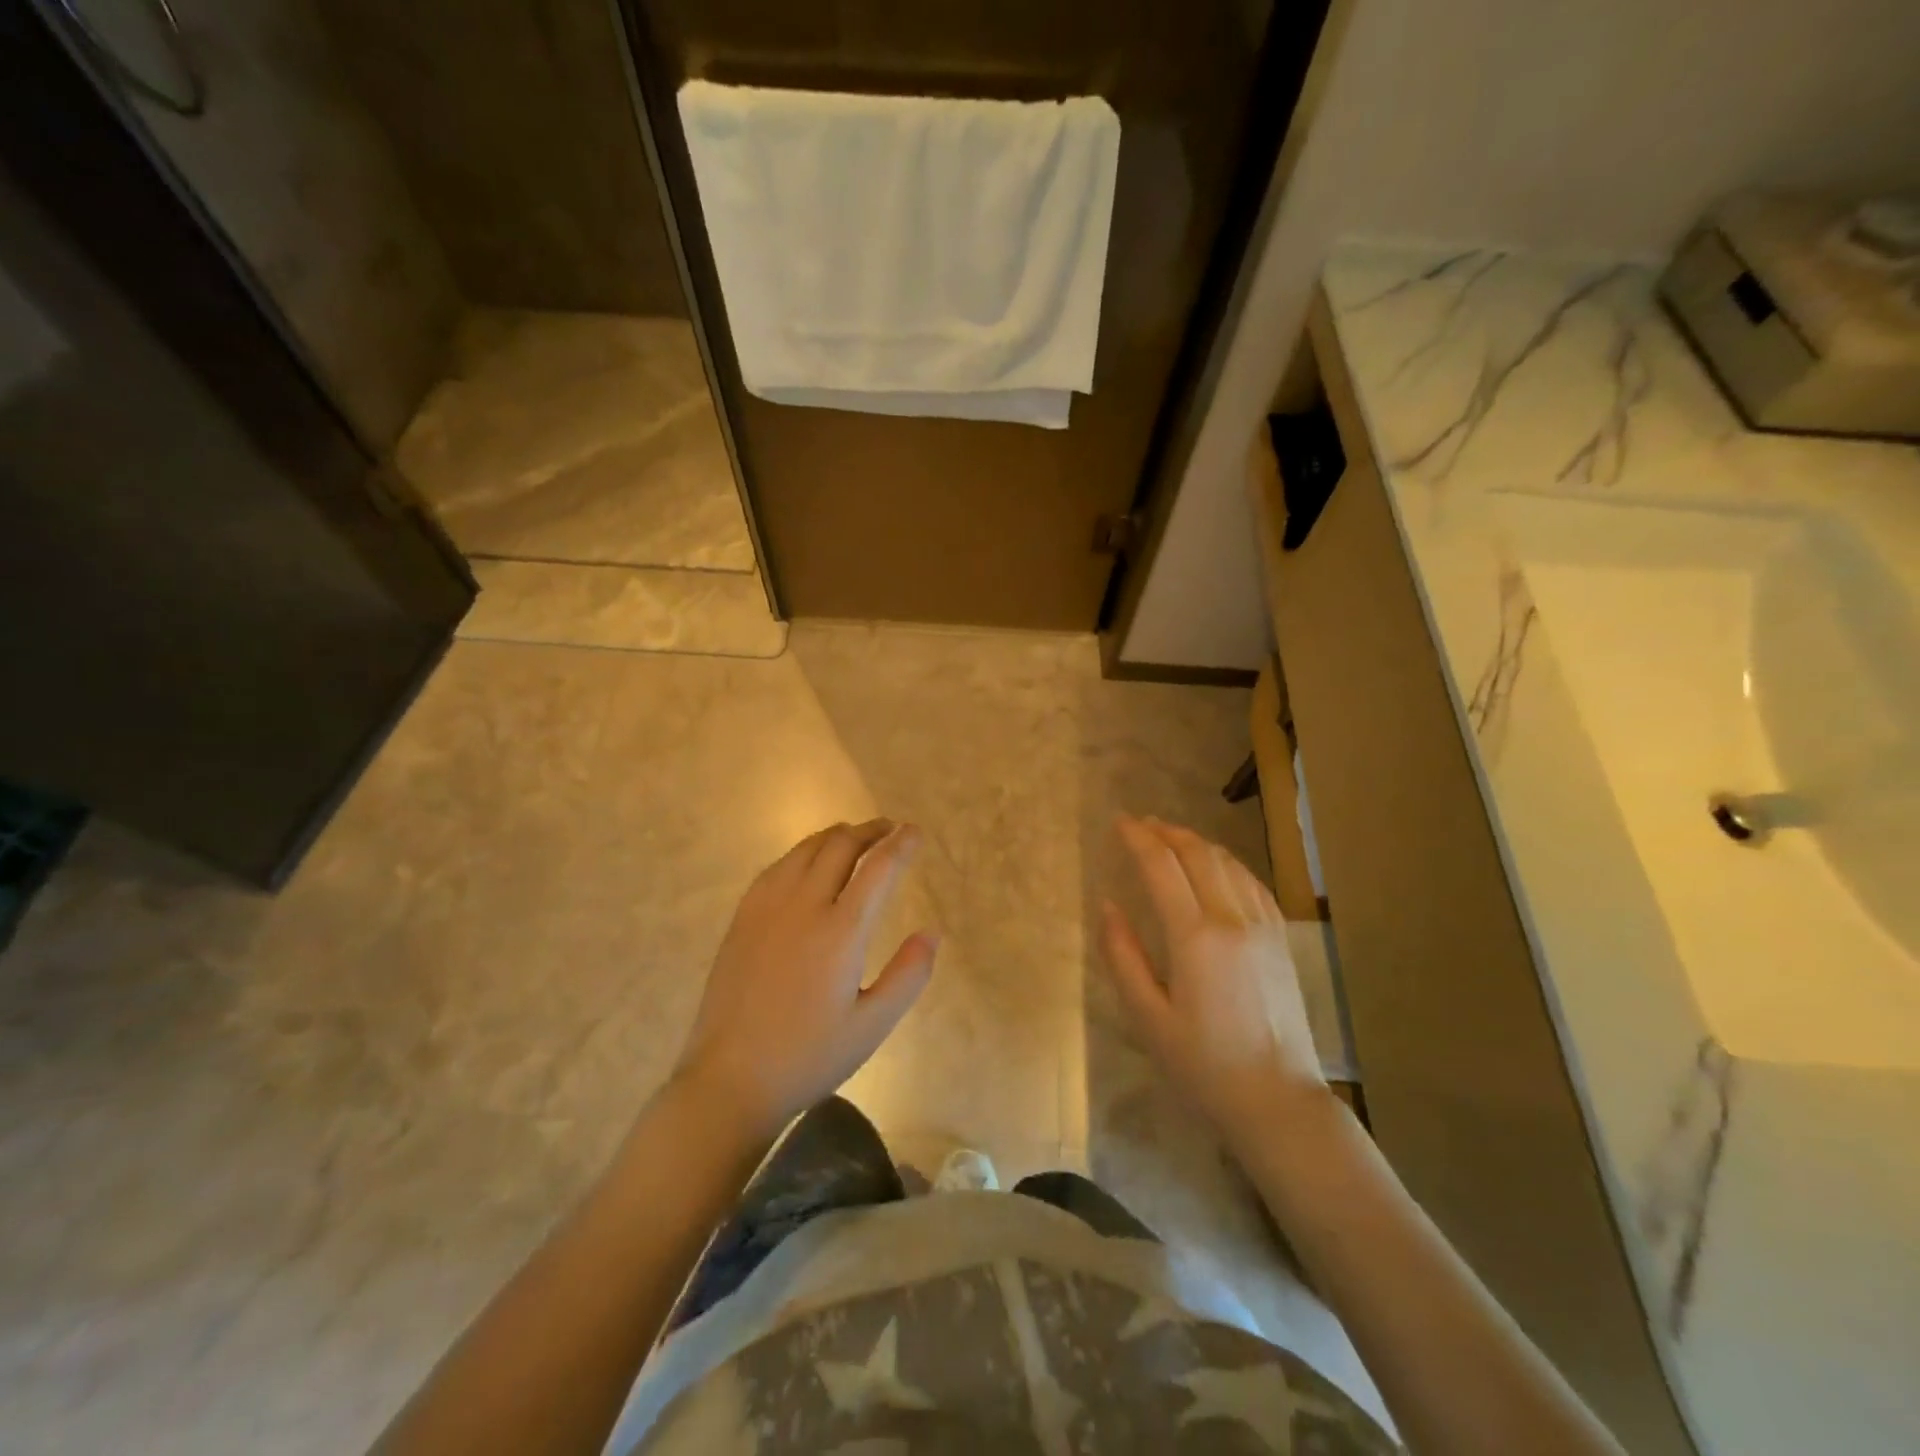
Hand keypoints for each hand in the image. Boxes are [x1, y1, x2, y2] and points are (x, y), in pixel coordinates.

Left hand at [674, 819, 936, 1140]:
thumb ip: (909, 975)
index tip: (915, 831)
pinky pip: (777, 866)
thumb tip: (932, 932)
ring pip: (806, 849)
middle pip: (840, 846)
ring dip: (836, 835)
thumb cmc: (808, 1057)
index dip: (900, 845)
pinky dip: (803, 852)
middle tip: (891, 829)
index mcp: (840, 932)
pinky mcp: (743, 918)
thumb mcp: (872, 1026)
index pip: (878, 869)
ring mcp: (766, 908)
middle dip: (870, 830)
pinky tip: (808, 863)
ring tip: (855, 837)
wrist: (730, 1079)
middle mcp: (803, 906)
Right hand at [1102, 816, 1326, 1148]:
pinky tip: (1216, 866)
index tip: (1119, 822)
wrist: (1277, 1099)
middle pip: (1198, 854)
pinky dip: (1227, 863)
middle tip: (1141, 824)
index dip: (1138, 838)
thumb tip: (1108, 906)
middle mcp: (1231, 920)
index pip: (1162, 866)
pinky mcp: (1281, 939)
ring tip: (1171, 838)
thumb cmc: (1203, 1065)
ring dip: (1196, 842)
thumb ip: (1123, 956)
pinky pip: (1252, 883)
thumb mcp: (1148, 1018)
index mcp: (1194, 938)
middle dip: (1166, 832)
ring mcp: (1263, 927)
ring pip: (1228, 863)